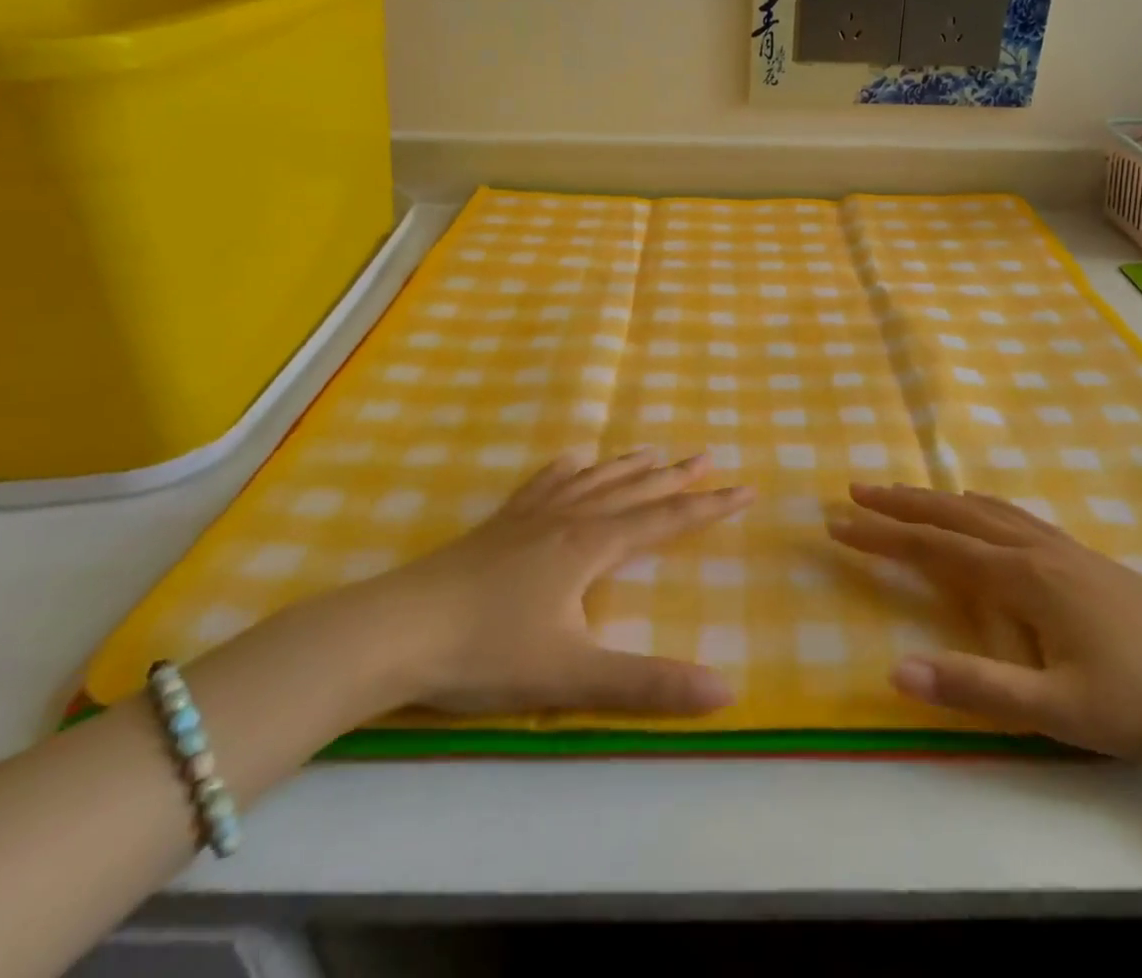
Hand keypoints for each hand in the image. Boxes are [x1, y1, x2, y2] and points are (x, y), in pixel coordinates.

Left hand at [338, 448, 753, 718]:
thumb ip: (649, 684)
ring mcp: (530, 516)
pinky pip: (543, 483)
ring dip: (628, 466)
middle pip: (633, 490)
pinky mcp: (499, 525)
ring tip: (654, 450)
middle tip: (707, 455)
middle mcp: (568, 519)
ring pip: (593, 481)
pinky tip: (572, 459)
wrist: (395, 631)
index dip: (709, 506)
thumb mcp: (573, 676)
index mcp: (591, 547)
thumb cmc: (487, 651)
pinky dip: (566, 468)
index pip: (665, 520)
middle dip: (675, 476)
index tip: (746, 487)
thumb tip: (726, 691)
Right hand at [827, 484, 1141, 762]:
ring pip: (982, 511)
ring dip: (935, 501)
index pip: (932, 550)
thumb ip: (977, 689)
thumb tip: (895, 670)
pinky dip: (978, 506)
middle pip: (951, 516)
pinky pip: (1013, 516)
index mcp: (1020, 579)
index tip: (836, 524)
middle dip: (899, 505)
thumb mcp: (1060, 712)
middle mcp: (1033, 550)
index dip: (881, 537)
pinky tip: (983, 511)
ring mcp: (1062, 549)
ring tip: (904, 494)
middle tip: (854, 490)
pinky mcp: (1084, 558)